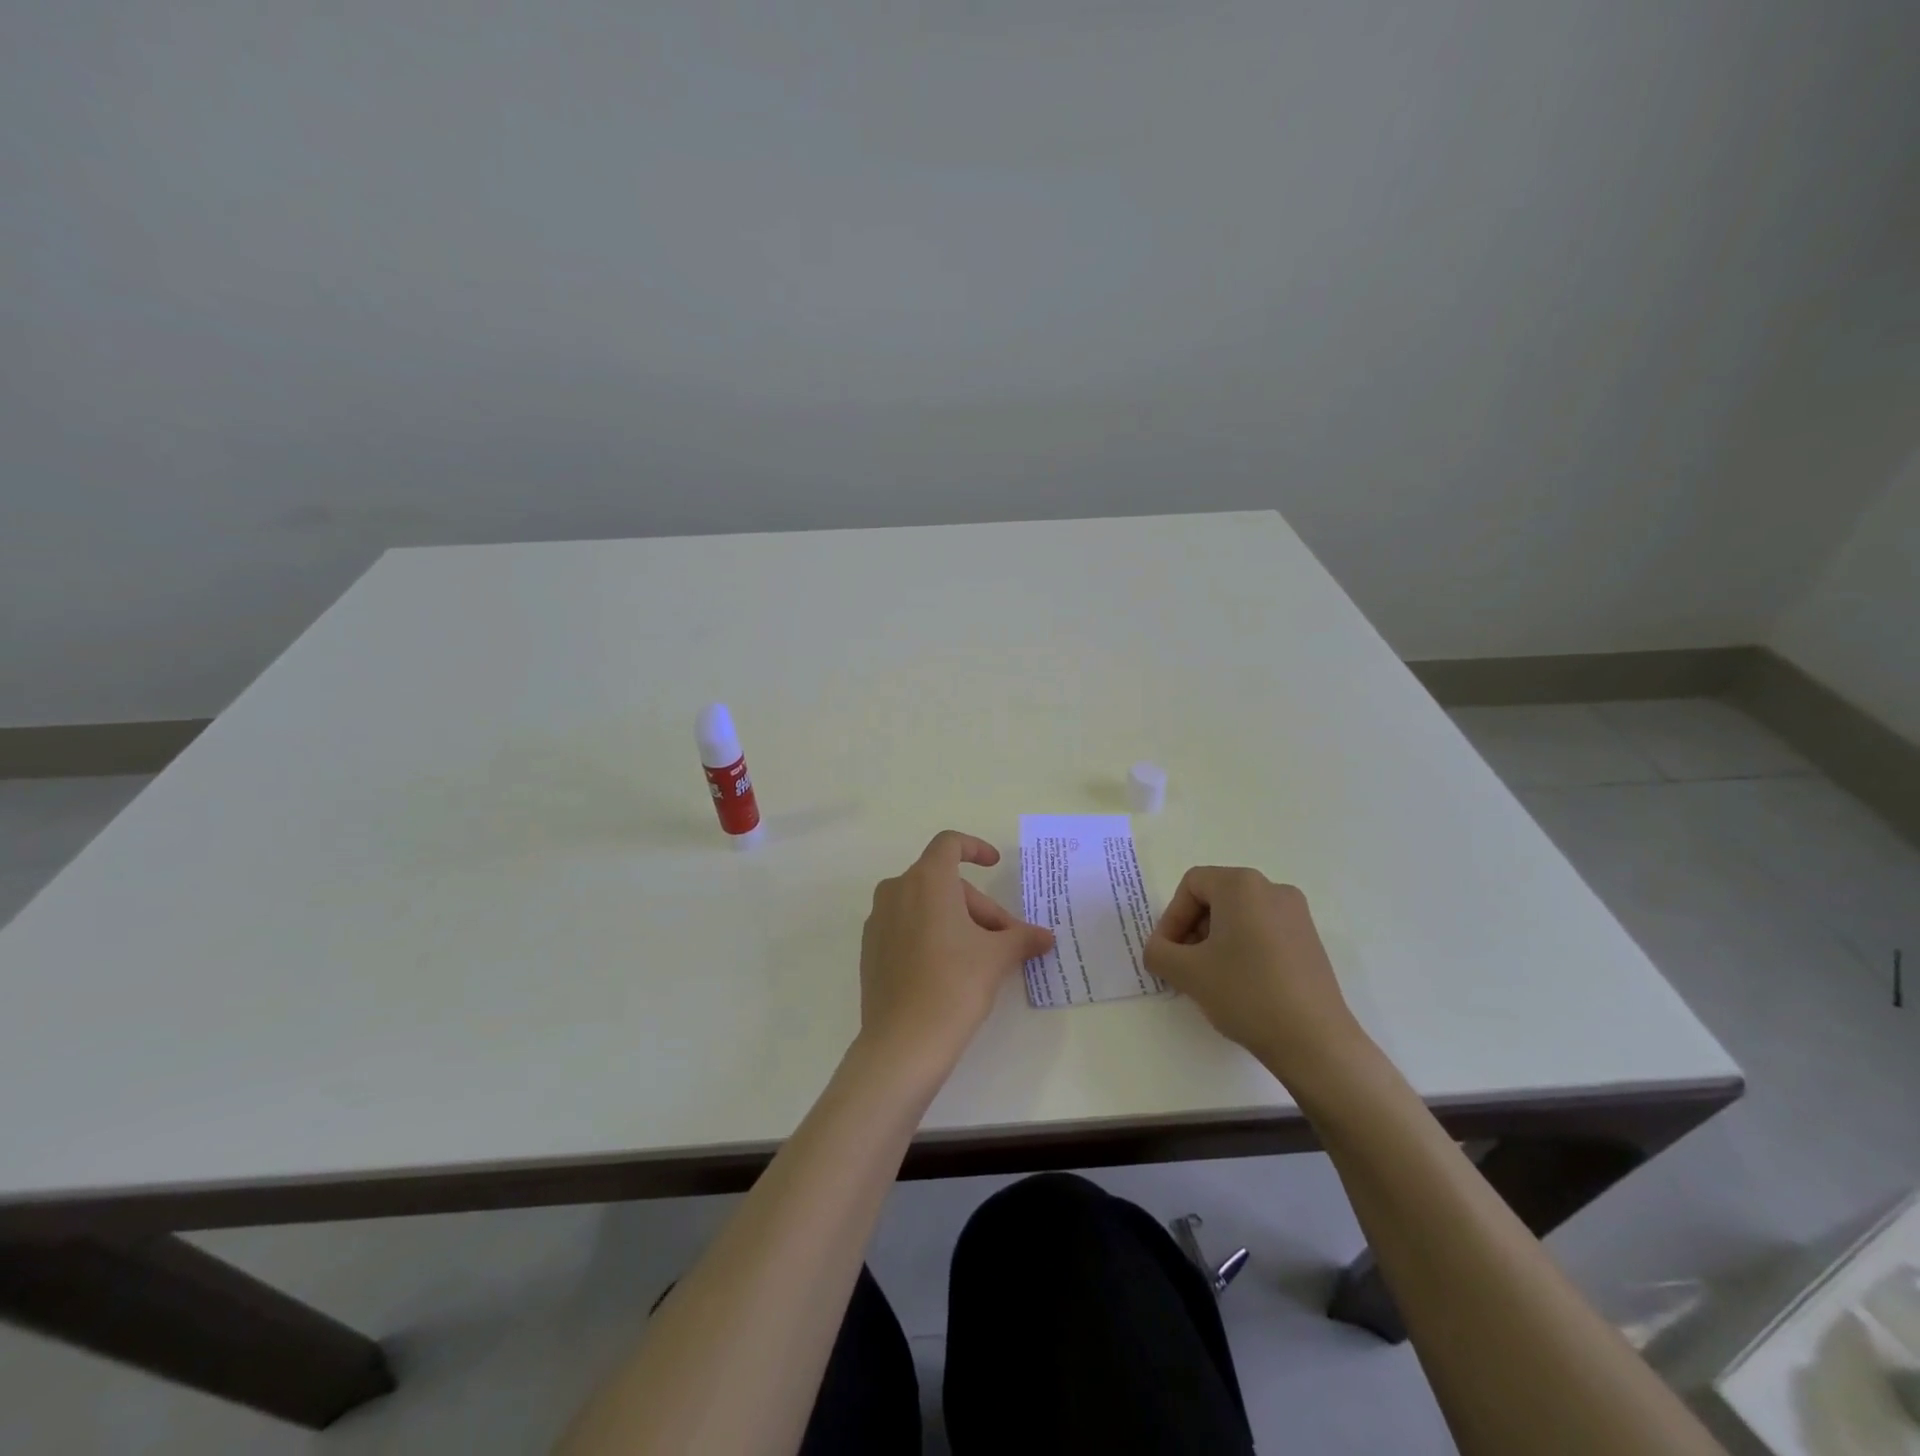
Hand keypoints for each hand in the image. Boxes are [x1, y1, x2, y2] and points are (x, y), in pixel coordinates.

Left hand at [858, 831, 1054, 1070]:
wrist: (903, 1042)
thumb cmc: (955, 985)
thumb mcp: (996, 957)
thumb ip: (1021, 938)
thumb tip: (1046, 937)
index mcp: (926, 880)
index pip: (949, 844)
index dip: (974, 848)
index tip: (995, 865)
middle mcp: (896, 890)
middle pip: (944, 882)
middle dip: (978, 906)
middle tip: (1004, 940)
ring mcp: (878, 920)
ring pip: (925, 905)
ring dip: (956, 921)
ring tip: (981, 958)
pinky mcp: (870, 948)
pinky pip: (906, 926)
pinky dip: (931, 934)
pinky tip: (949, 970)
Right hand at [1145, 867, 1368, 1087]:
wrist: (1315, 1041)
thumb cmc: (1245, 993)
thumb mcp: (1187, 972)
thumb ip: (1158, 952)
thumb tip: (1158, 950)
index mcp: (1242, 885)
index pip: (1192, 885)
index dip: (1171, 917)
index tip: (1167, 953)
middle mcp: (1272, 889)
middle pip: (1216, 897)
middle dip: (1193, 929)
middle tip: (1184, 965)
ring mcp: (1297, 915)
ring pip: (1240, 916)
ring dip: (1216, 940)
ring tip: (1210, 978)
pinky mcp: (1310, 941)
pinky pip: (1263, 932)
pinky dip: (1243, 949)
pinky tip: (1240, 985)